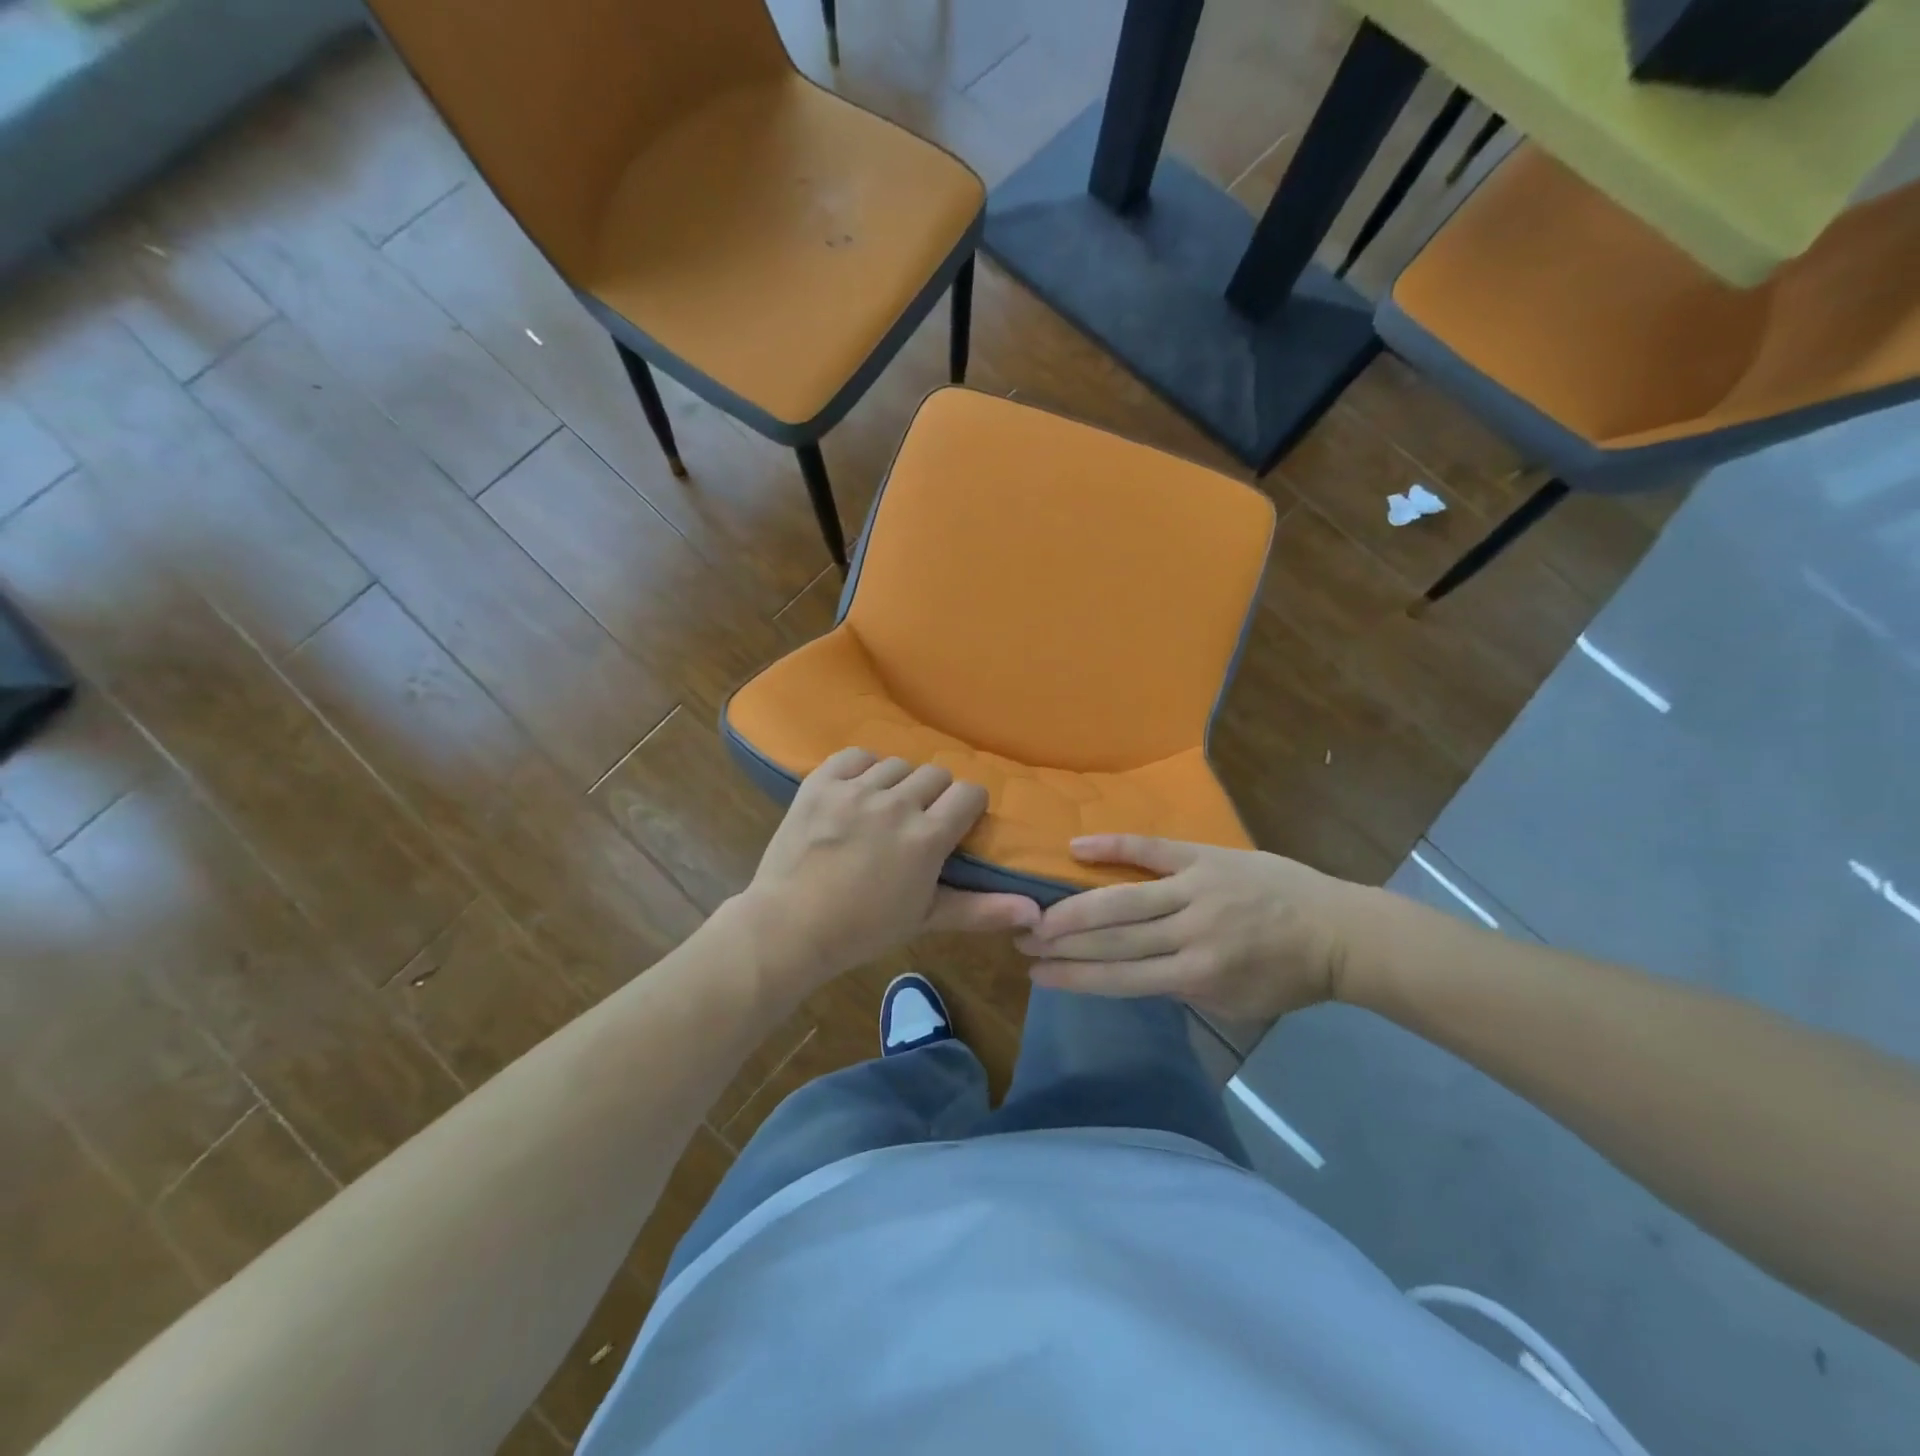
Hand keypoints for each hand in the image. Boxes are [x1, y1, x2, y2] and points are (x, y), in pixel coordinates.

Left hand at [736, 748, 1040, 988]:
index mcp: (927, 837)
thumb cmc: (862, 930)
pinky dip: (861, 770)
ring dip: (897, 783)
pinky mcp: (821, 782)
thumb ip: (982, 909)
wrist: (788, 927)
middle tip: (916, 822)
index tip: (956, 823)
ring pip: (897, 764)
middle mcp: (896, 804)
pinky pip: (855, 756)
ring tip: (882, 809)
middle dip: (933, 796)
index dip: (967, 806)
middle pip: (935, 774)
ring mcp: (855, 790)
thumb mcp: (925, 918)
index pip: (968, 793)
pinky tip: (856, 792)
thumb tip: (1035, 911)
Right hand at [1015, 835, 1371, 1022]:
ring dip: (1075, 906)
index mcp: (1198, 975)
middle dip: (1062, 943)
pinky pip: (1152, 850)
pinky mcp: (1205, 857)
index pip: (1121, 978)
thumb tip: (1130, 969)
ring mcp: (1196, 889)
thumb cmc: (1287, 976)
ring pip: (1123, 898)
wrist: (1339, 930)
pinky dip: (1113, 847)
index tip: (1036, 975)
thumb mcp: (1234, 1003)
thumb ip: (1181, 989)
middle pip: (1113, 938)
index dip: (1074, 977)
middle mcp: (1190, 932)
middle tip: (1022, 939)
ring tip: (1037, 910)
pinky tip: (1077, 846)